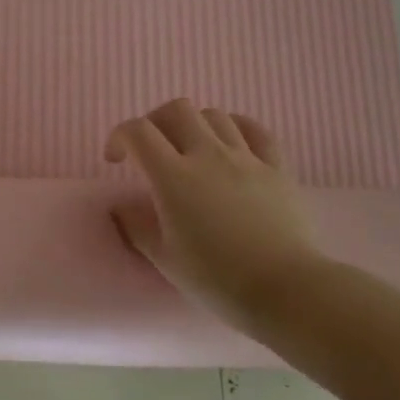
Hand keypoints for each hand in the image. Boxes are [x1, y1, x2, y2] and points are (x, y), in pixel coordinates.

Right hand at [105, 99, 324, 335]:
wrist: (285, 290)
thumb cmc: (216, 278)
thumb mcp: (164, 258)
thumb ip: (136, 227)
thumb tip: (120, 208)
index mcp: (173, 177)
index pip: (138, 132)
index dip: (119, 137)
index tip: (115, 161)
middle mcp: (208, 155)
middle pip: (176, 110)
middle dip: (155, 122)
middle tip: (151, 150)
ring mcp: (246, 158)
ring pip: (214, 115)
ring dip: (193, 125)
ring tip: (189, 151)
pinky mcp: (277, 167)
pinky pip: (255, 130)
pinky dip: (235, 127)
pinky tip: (230, 143)